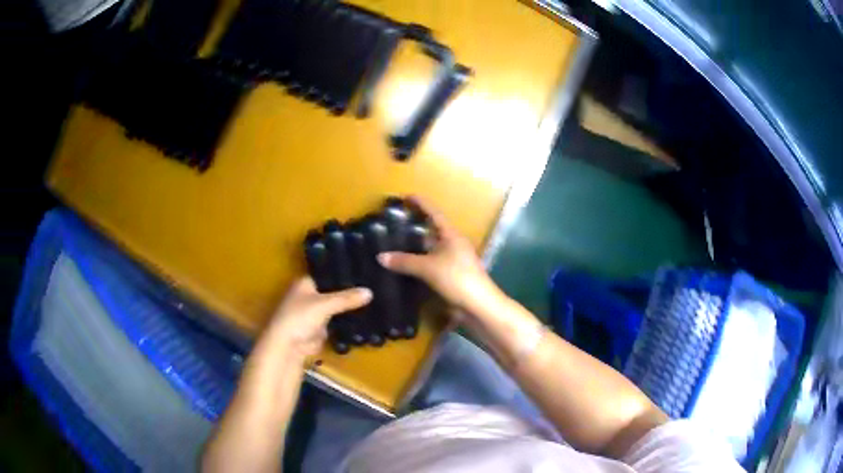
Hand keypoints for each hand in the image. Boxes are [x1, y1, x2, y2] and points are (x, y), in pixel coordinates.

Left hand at [265, 277, 371, 359]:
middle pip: (333, 290)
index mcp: (305, 283)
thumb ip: (346, 298)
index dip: (344, 272)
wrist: (289, 347)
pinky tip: (366, 315)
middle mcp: (309, 295)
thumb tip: (370, 291)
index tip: (364, 270)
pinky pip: (338, 321)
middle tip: (373, 284)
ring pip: (337, 306)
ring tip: (374, 298)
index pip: (328, 273)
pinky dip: (347, 320)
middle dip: (349, 290)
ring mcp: (316, 312)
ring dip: (349, 306)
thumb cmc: (300, 317)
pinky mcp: (321, 328)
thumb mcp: (325, 304)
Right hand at [377, 197, 499, 313]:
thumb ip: (404, 261)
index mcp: (451, 235)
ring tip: (394, 243)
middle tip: (394, 223)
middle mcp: (453, 244)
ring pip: (431, 249)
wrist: (478, 305)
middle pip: (432, 230)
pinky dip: (418, 263)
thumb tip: (380, 257)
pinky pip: (431, 264)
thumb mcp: (428, 268)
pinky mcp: (451, 276)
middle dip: (415, 226)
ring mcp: (453, 260)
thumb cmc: (457, 278)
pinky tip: (405, 267)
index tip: (406, 196)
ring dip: (415, 246)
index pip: (434, 213)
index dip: (420, 203)